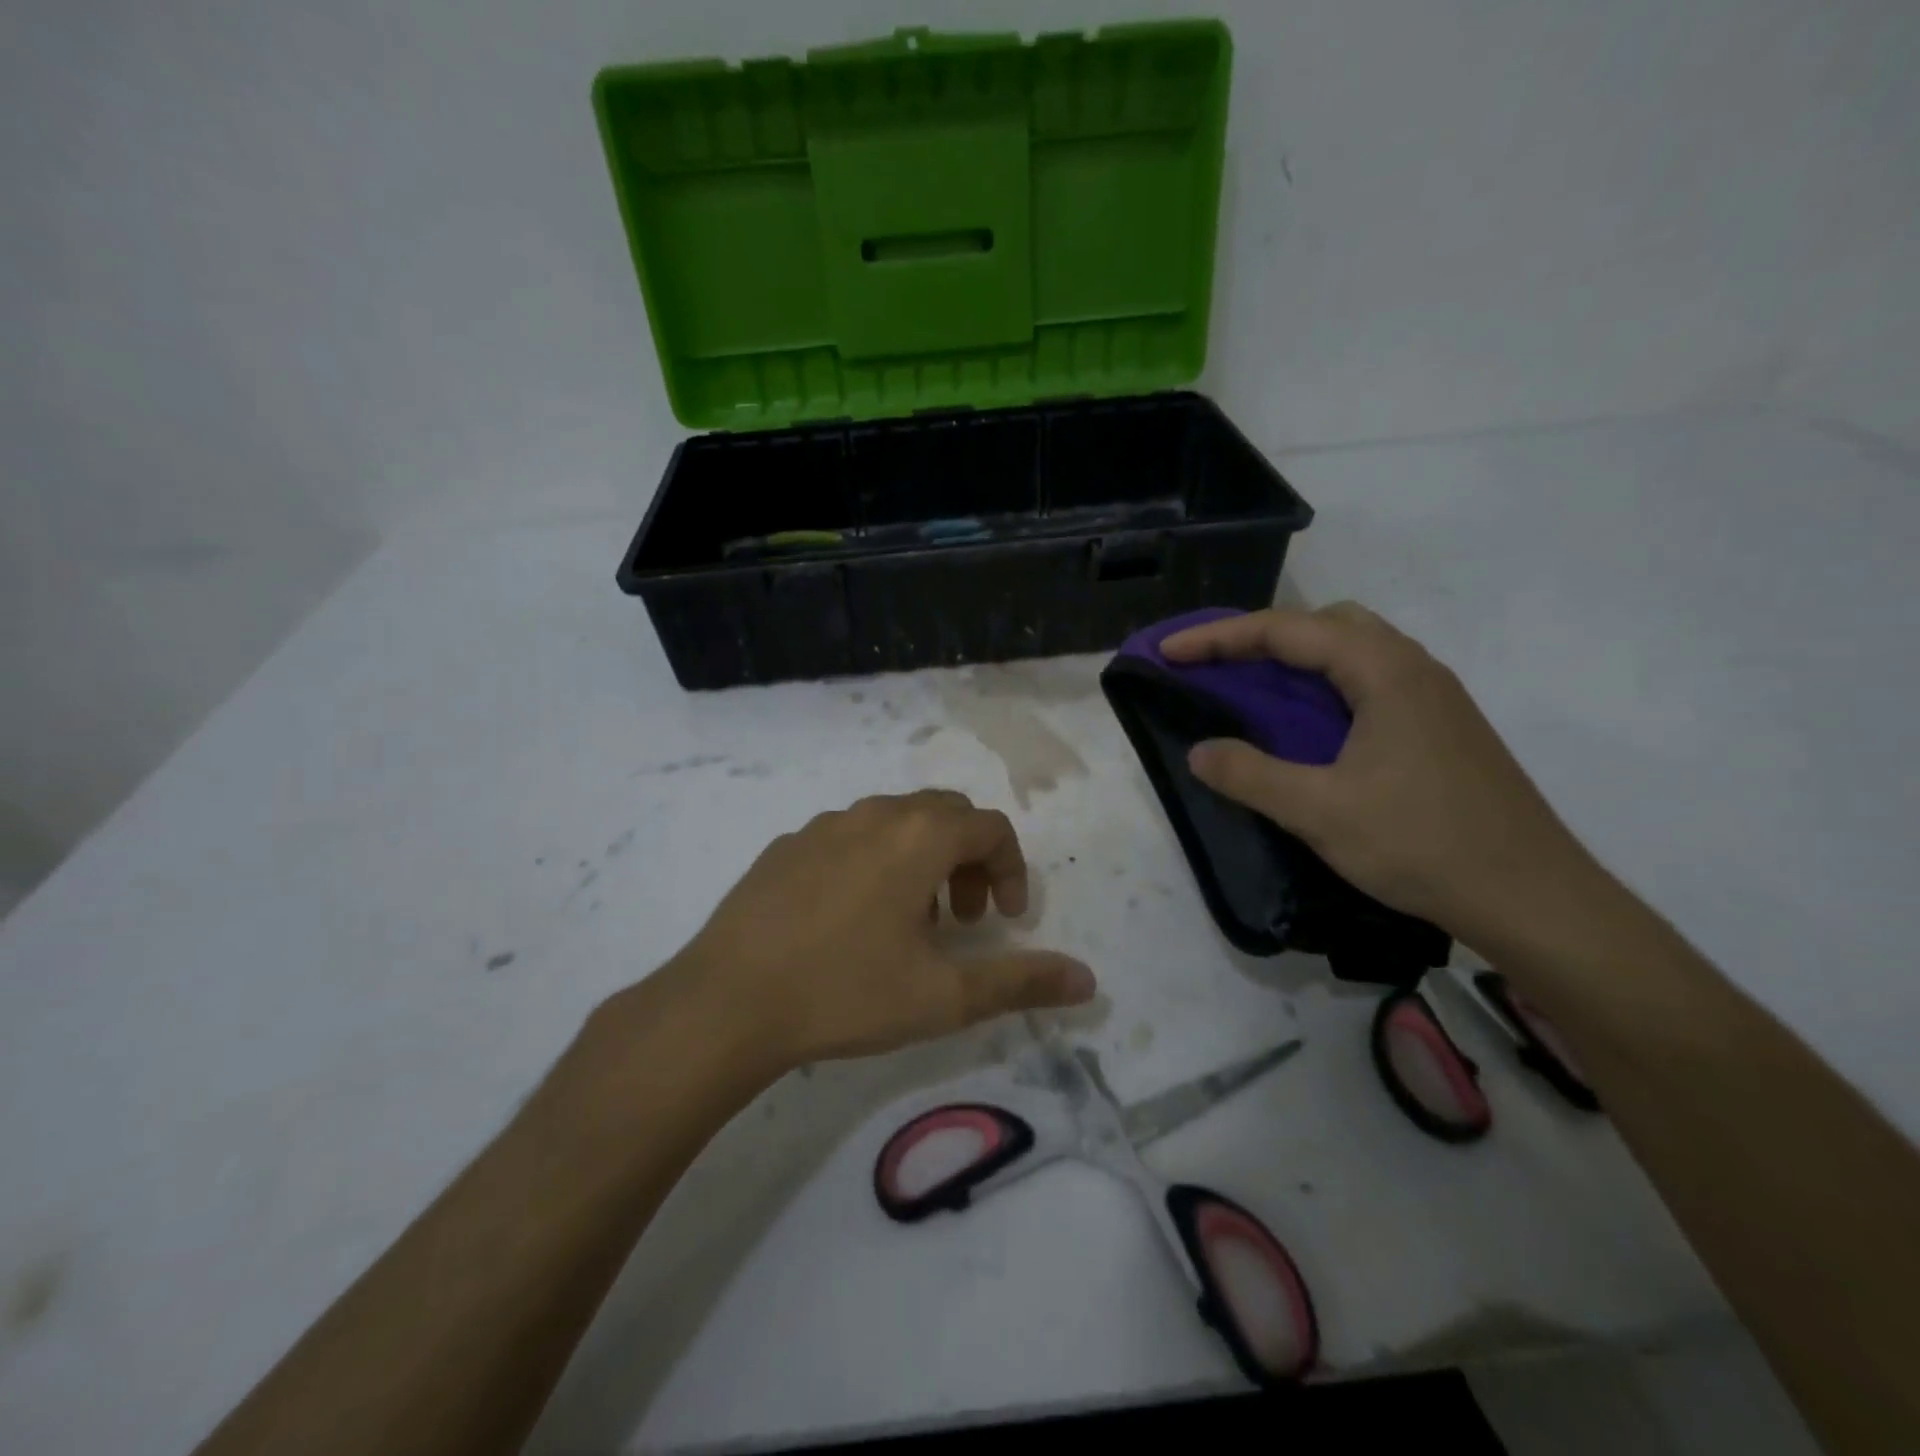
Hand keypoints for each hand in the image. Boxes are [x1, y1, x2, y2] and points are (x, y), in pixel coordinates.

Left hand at [656, 790, 1095, 1074]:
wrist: (726, 1002)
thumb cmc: (846, 992)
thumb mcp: (944, 996)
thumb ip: (1021, 982)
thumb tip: (1088, 981)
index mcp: (919, 837)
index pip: (990, 828)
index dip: (1012, 870)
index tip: (1005, 921)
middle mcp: (875, 814)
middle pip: (945, 815)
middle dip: (970, 860)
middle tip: (965, 919)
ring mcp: (824, 826)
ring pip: (895, 822)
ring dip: (922, 860)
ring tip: (912, 922)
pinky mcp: (786, 846)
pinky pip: (848, 837)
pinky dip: (874, 862)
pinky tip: (851, 919)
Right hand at [1162, 603, 1598, 943]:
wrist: (1533, 898)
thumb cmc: (1423, 844)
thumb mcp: (1319, 811)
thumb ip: (1249, 775)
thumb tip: (1198, 751)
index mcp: (1384, 671)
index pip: (1287, 630)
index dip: (1219, 637)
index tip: (1170, 653)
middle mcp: (1413, 668)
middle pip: (1326, 624)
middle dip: (1263, 635)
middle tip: (1218, 666)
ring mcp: (1434, 698)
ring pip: (1353, 651)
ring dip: (1298, 659)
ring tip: (1255, 690)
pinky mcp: (1441, 728)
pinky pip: (1370, 681)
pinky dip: (1325, 686)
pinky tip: (1311, 728)